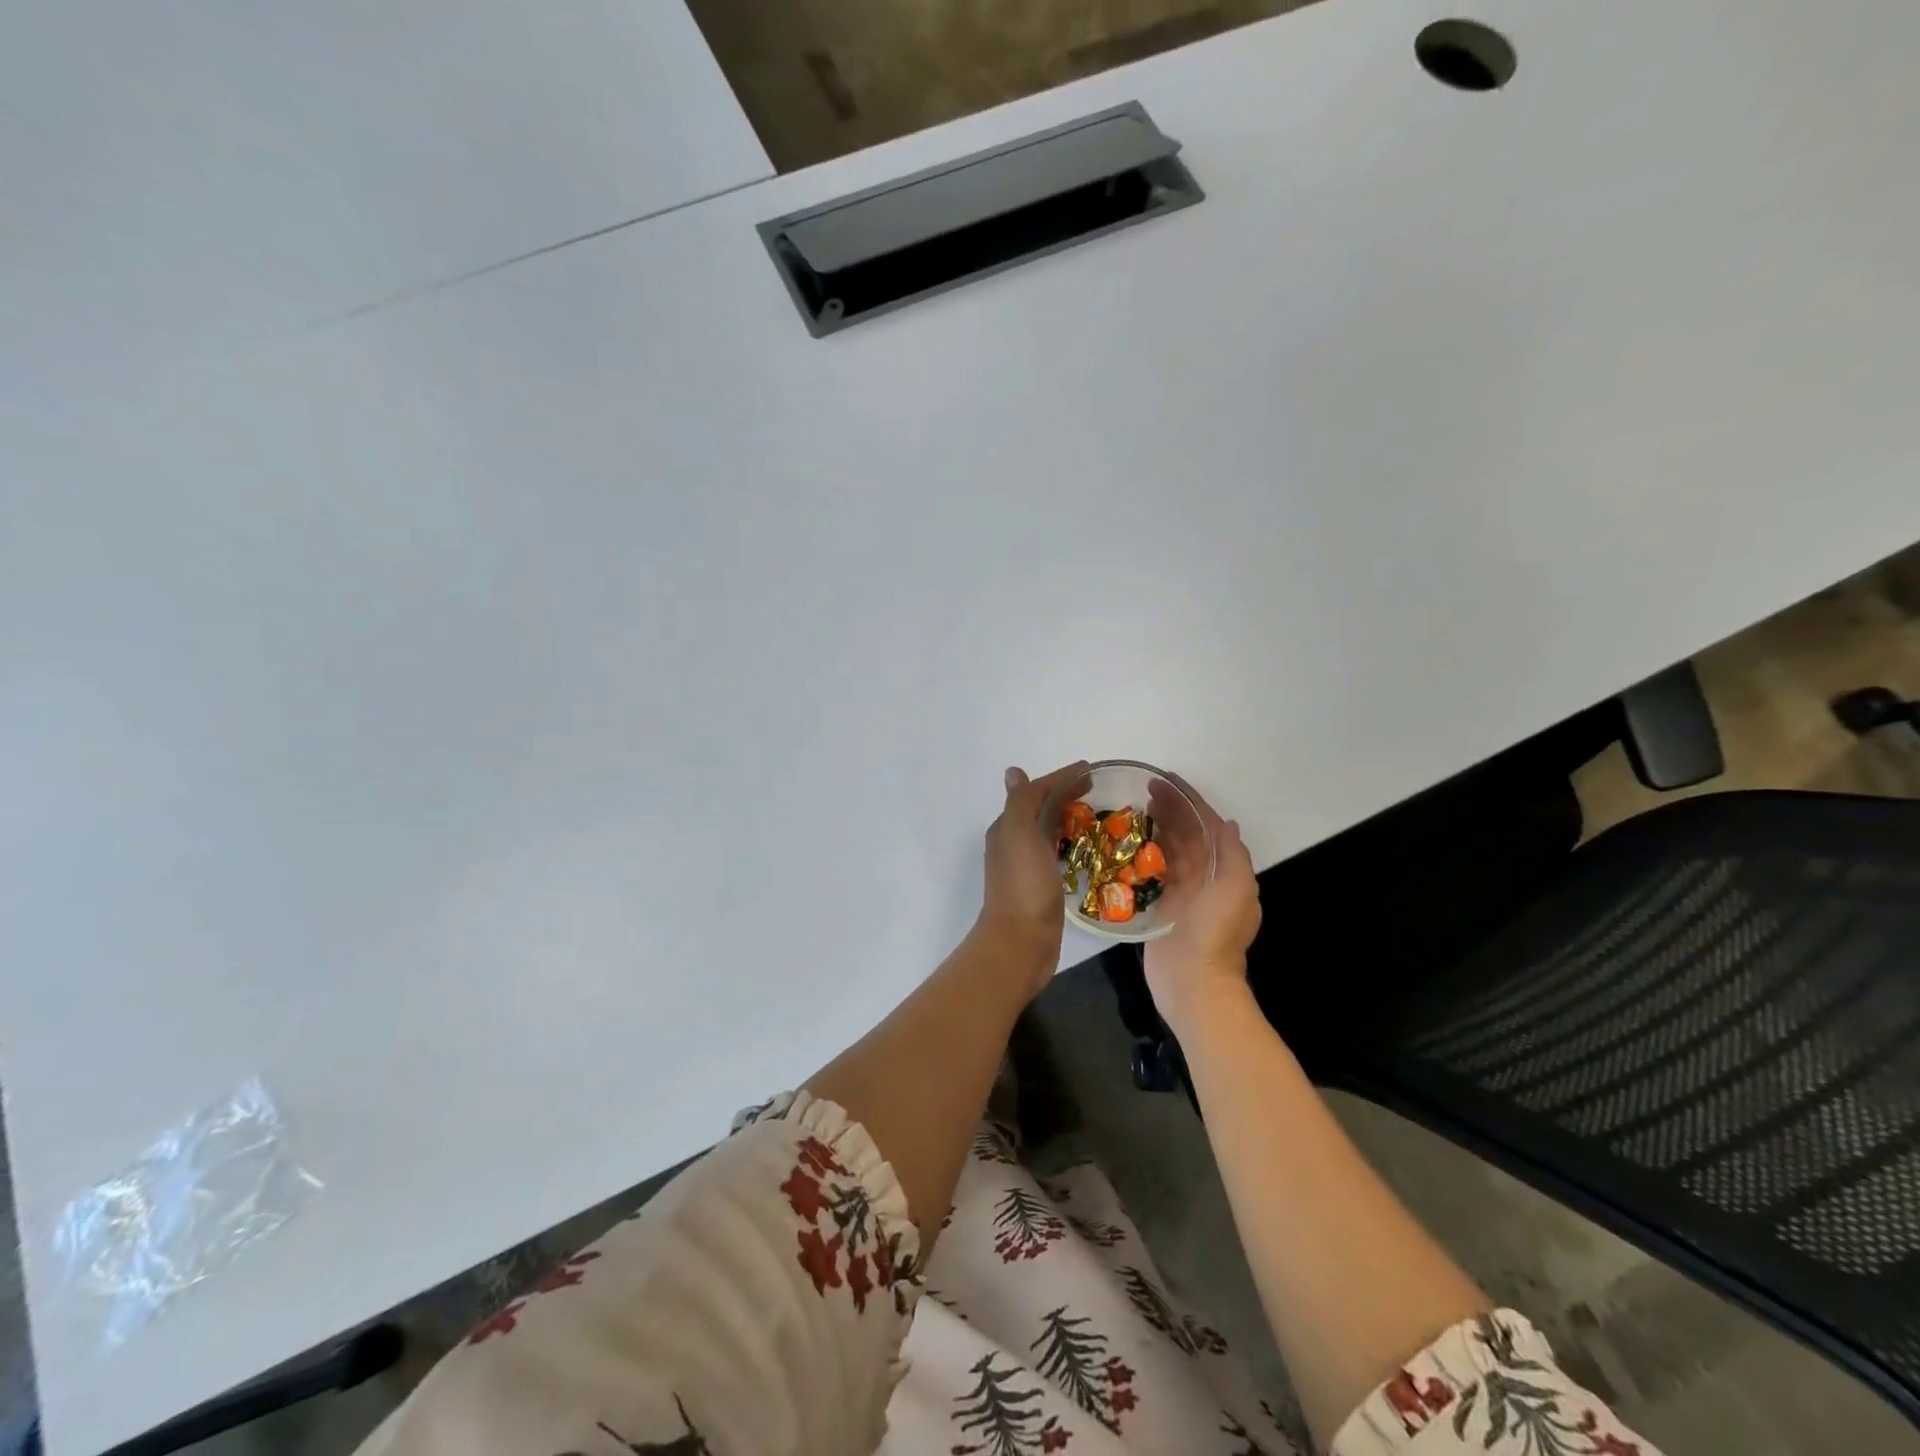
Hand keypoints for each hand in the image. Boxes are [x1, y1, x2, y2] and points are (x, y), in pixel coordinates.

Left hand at [978, 761, 1089, 994]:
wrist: (1020, 942)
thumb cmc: (1023, 884)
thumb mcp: (1019, 833)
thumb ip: (1020, 802)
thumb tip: (1013, 771)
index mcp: (1007, 828)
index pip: (1035, 792)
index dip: (1060, 778)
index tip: (1091, 770)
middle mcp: (1013, 844)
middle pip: (1041, 810)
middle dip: (1065, 795)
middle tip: (1097, 789)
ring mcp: (1026, 867)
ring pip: (1048, 832)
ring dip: (1068, 818)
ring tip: (1096, 814)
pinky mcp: (1041, 887)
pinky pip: (1056, 855)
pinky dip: (1070, 844)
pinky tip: (1086, 849)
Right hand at [1144, 786, 1261, 1035]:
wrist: (1194, 984)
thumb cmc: (1215, 934)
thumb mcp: (1235, 890)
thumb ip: (1233, 855)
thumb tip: (1226, 823)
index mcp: (1226, 872)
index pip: (1208, 826)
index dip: (1190, 802)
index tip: (1167, 781)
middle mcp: (1207, 878)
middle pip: (1188, 835)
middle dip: (1171, 810)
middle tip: (1145, 789)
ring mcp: (1183, 893)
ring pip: (1170, 850)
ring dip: (1157, 827)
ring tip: (1136, 807)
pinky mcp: (1161, 907)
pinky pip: (1154, 872)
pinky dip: (1145, 853)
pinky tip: (1127, 842)